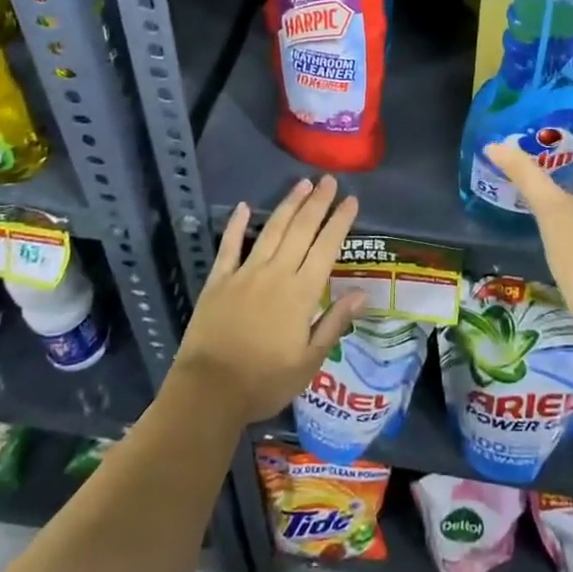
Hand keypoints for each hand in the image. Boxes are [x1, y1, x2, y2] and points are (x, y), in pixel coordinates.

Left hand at [172, 176, 365, 423]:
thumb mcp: (309, 361)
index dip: (340, 221)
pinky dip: (236, 225)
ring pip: (271, 230)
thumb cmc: (265, 381)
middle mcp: (276, 273)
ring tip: (302, 184)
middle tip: (329, 180)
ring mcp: (245, 273)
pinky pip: (229, 246)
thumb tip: (363, 293)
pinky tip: (243, 207)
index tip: (351, 200)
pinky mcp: (219, 280)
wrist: (209, 391)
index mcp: (302, 292)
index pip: (327, 247)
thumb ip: (334, 323)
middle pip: (301, 230)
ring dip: (288, 205)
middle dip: (317, 203)